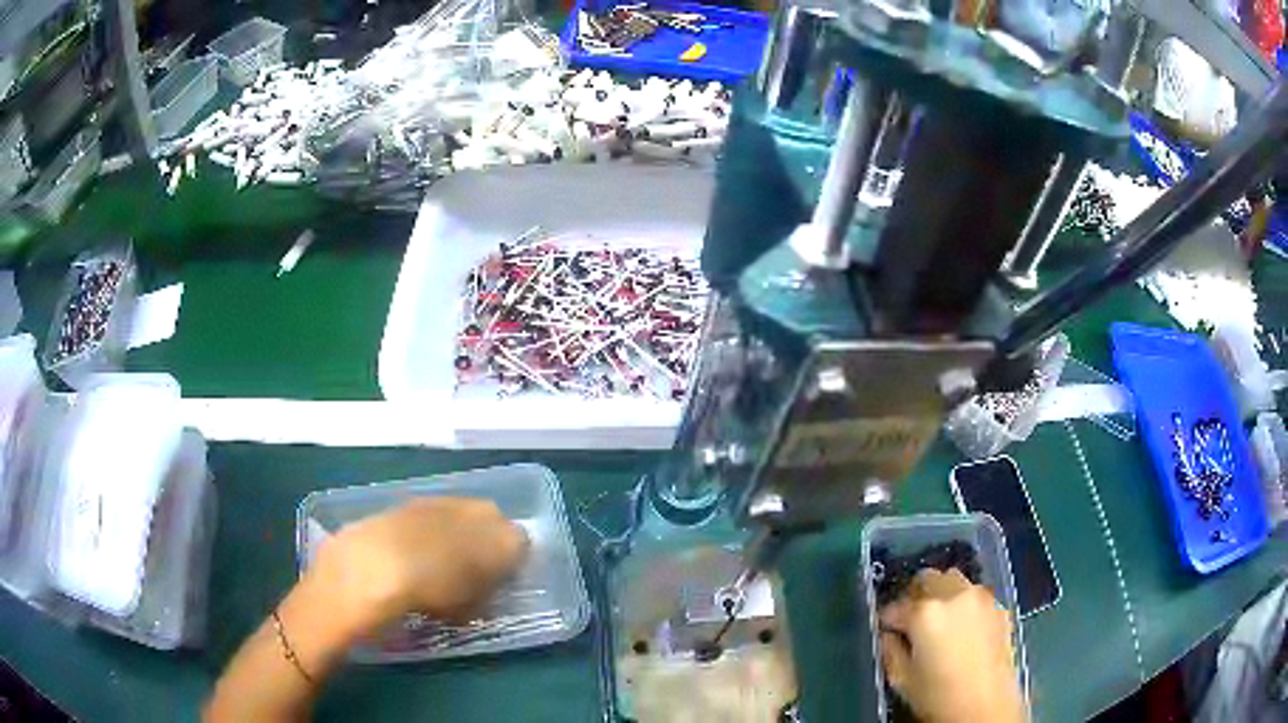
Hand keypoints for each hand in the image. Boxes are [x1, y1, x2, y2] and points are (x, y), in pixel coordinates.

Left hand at [308, 498, 529, 635]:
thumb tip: (483, 589)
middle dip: (485, 545)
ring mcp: (445, 501)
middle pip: (493, 525)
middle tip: (469, 573)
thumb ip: (486, 595)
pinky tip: (412, 553)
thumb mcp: (471, 609)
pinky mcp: (413, 499)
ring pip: (461, 518)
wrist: (378, 565)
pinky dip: (428, 531)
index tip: (497, 584)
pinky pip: (432, 517)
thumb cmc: (433, 595)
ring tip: (437, 564)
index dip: (509, 567)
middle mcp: (482, 511)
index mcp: (506, 537)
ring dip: (455, 535)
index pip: (522, 547)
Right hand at [879, 569, 1024, 722]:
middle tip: (911, 621)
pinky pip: (976, 597)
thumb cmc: (938, 697)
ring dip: (942, 595)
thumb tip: (891, 635)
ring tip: (940, 623)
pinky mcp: (1000, 608)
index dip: (887, 620)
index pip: (894, 606)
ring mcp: (982, 599)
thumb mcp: (901, 679)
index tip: (887, 631)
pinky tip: (964, 632)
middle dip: (915, 596)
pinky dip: (965, 606)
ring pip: (954, 582)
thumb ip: (890, 649)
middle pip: (928, 579)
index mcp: (925, 613)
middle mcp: (954, 595)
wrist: (987, 707)